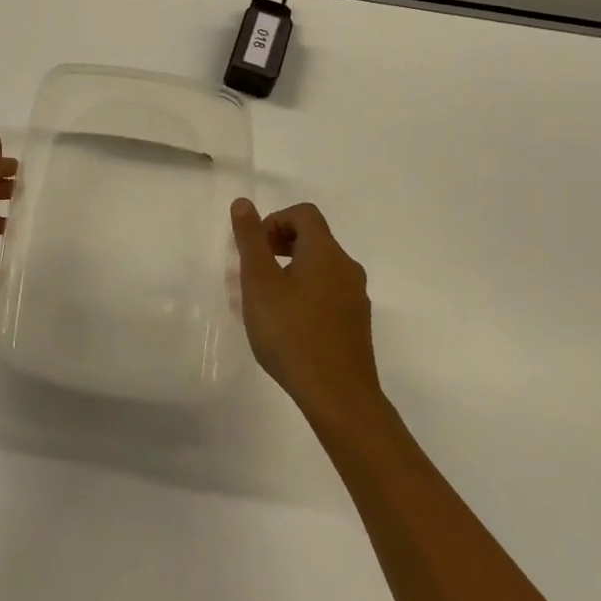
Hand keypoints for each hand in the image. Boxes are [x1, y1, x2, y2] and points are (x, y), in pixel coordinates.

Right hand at [231, 199, 378, 421]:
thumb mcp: (260, 282)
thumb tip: (244, 202)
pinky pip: (327, 293)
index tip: (256, 249)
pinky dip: (305, 295)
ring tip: (266, 302)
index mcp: (326, 252)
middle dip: (279, 246)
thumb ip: (251, 240)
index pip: (303, 214)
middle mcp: (347, 268)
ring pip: (319, 268)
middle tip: (255, 274)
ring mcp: (356, 298)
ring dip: (290, 272)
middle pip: (313, 238)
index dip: (275, 221)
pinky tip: (287, 326)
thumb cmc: (292, 333)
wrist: (339, 397)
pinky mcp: (356, 324)